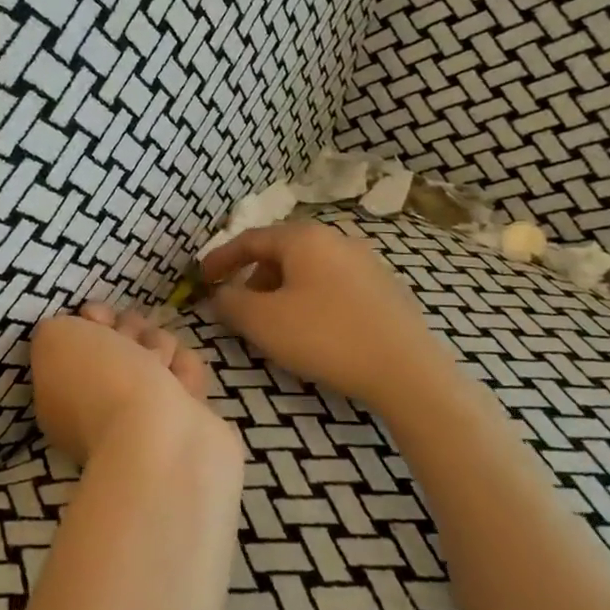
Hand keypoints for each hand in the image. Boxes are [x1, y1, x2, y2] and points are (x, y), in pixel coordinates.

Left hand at [30, 304, 228, 465]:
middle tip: (132, 342)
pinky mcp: (186, 420)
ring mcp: (144, 416)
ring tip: (161, 365)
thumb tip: (82, 329)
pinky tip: (182, 384)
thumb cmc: (100, 381)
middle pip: (120, 344)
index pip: (78, 341)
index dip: (89, 321)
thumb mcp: (53, 339)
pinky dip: (185, 372)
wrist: (158, 436)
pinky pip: (185, 375)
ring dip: (160, 348)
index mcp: (62, 393)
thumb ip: (57, 328)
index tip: (98, 318)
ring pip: (155, 354)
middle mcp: (100, 406)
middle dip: (130, 331)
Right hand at [201, 220, 458, 415]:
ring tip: (274, 321)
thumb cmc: (325, 337)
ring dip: (282, 288)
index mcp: (303, 238)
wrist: (407, 371)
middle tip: (238, 304)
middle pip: (281, 251)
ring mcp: (366, 262)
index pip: (249, 239)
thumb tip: (220, 294)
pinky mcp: (385, 288)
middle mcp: (336, 239)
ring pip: (308, 268)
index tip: (201, 279)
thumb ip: (229, 302)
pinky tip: (313, 329)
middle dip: (253, 276)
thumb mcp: (262, 321)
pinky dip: (310, 298)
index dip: (220, 259)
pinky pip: (333, 284)